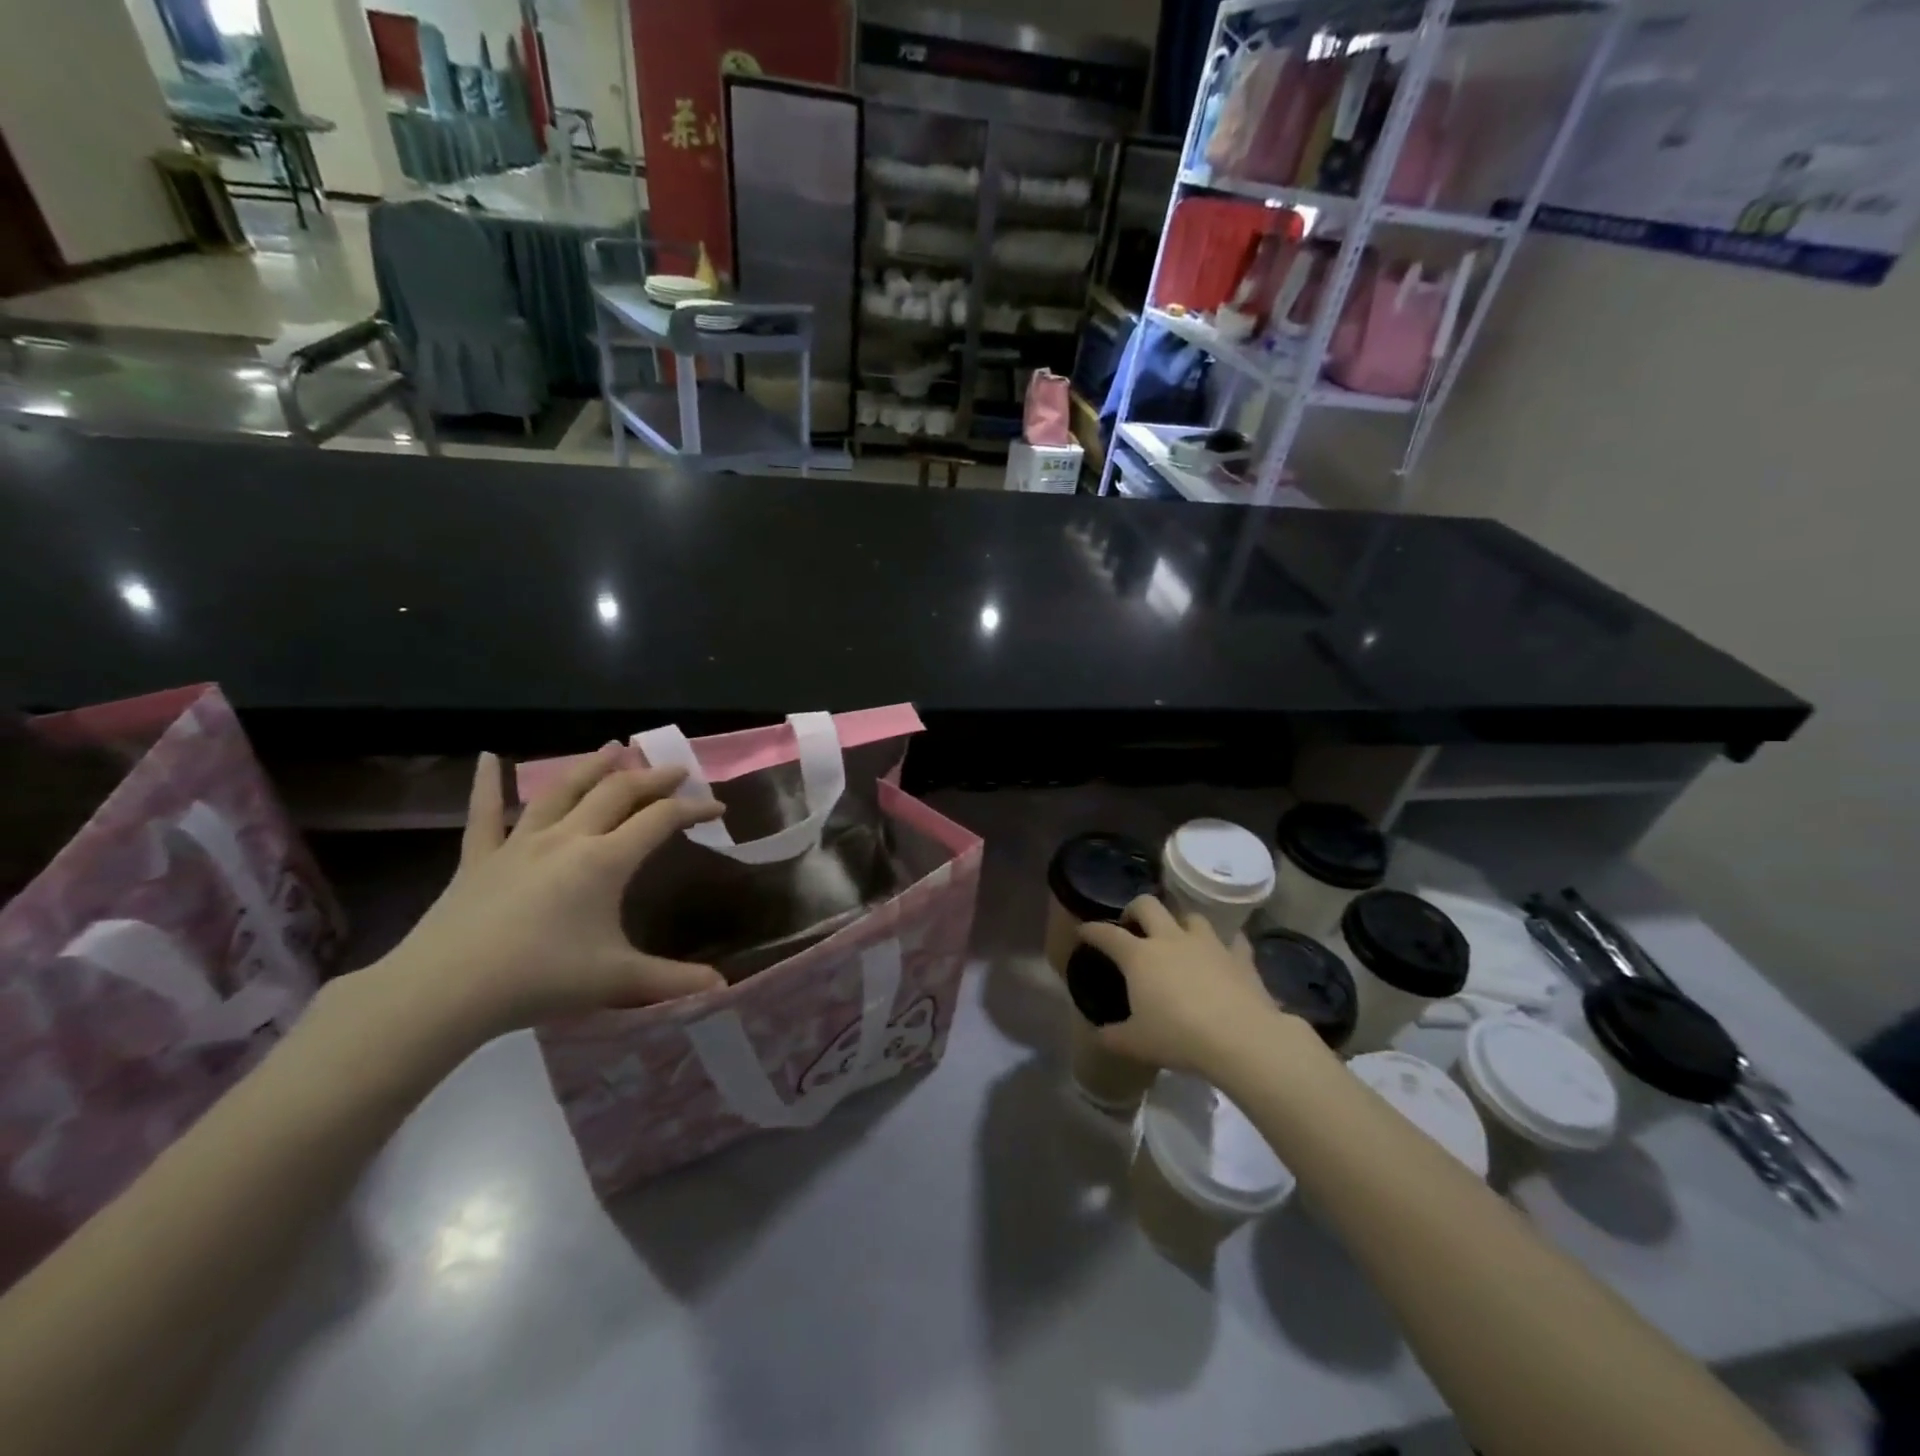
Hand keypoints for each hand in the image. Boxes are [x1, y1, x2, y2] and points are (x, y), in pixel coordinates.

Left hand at [373, 746, 726, 1041]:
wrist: (445, 991)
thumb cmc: (540, 980)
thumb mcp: (617, 980)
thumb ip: (673, 980)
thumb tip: (723, 988)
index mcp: (604, 860)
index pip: (660, 820)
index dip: (693, 808)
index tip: (718, 808)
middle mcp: (567, 838)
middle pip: (617, 792)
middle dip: (652, 777)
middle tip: (675, 770)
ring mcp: (519, 843)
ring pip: (562, 790)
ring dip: (592, 766)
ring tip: (613, 747)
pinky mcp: (479, 858)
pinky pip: (484, 812)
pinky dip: (488, 783)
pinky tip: (489, 757)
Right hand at [1077, 898, 1298, 1075]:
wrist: (1241, 1039)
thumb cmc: (1179, 1037)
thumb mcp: (1136, 1043)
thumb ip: (1113, 1037)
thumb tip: (1099, 1035)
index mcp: (1139, 956)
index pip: (1107, 934)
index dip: (1092, 930)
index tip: (1083, 931)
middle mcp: (1170, 939)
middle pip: (1147, 905)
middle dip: (1135, 909)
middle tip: (1132, 926)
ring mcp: (1208, 944)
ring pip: (1190, 916)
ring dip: (1180, 923)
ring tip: (1178, 938)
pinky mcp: (1239, 956)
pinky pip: (1232, 940)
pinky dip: (1225, 944)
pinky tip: (1224, 954)